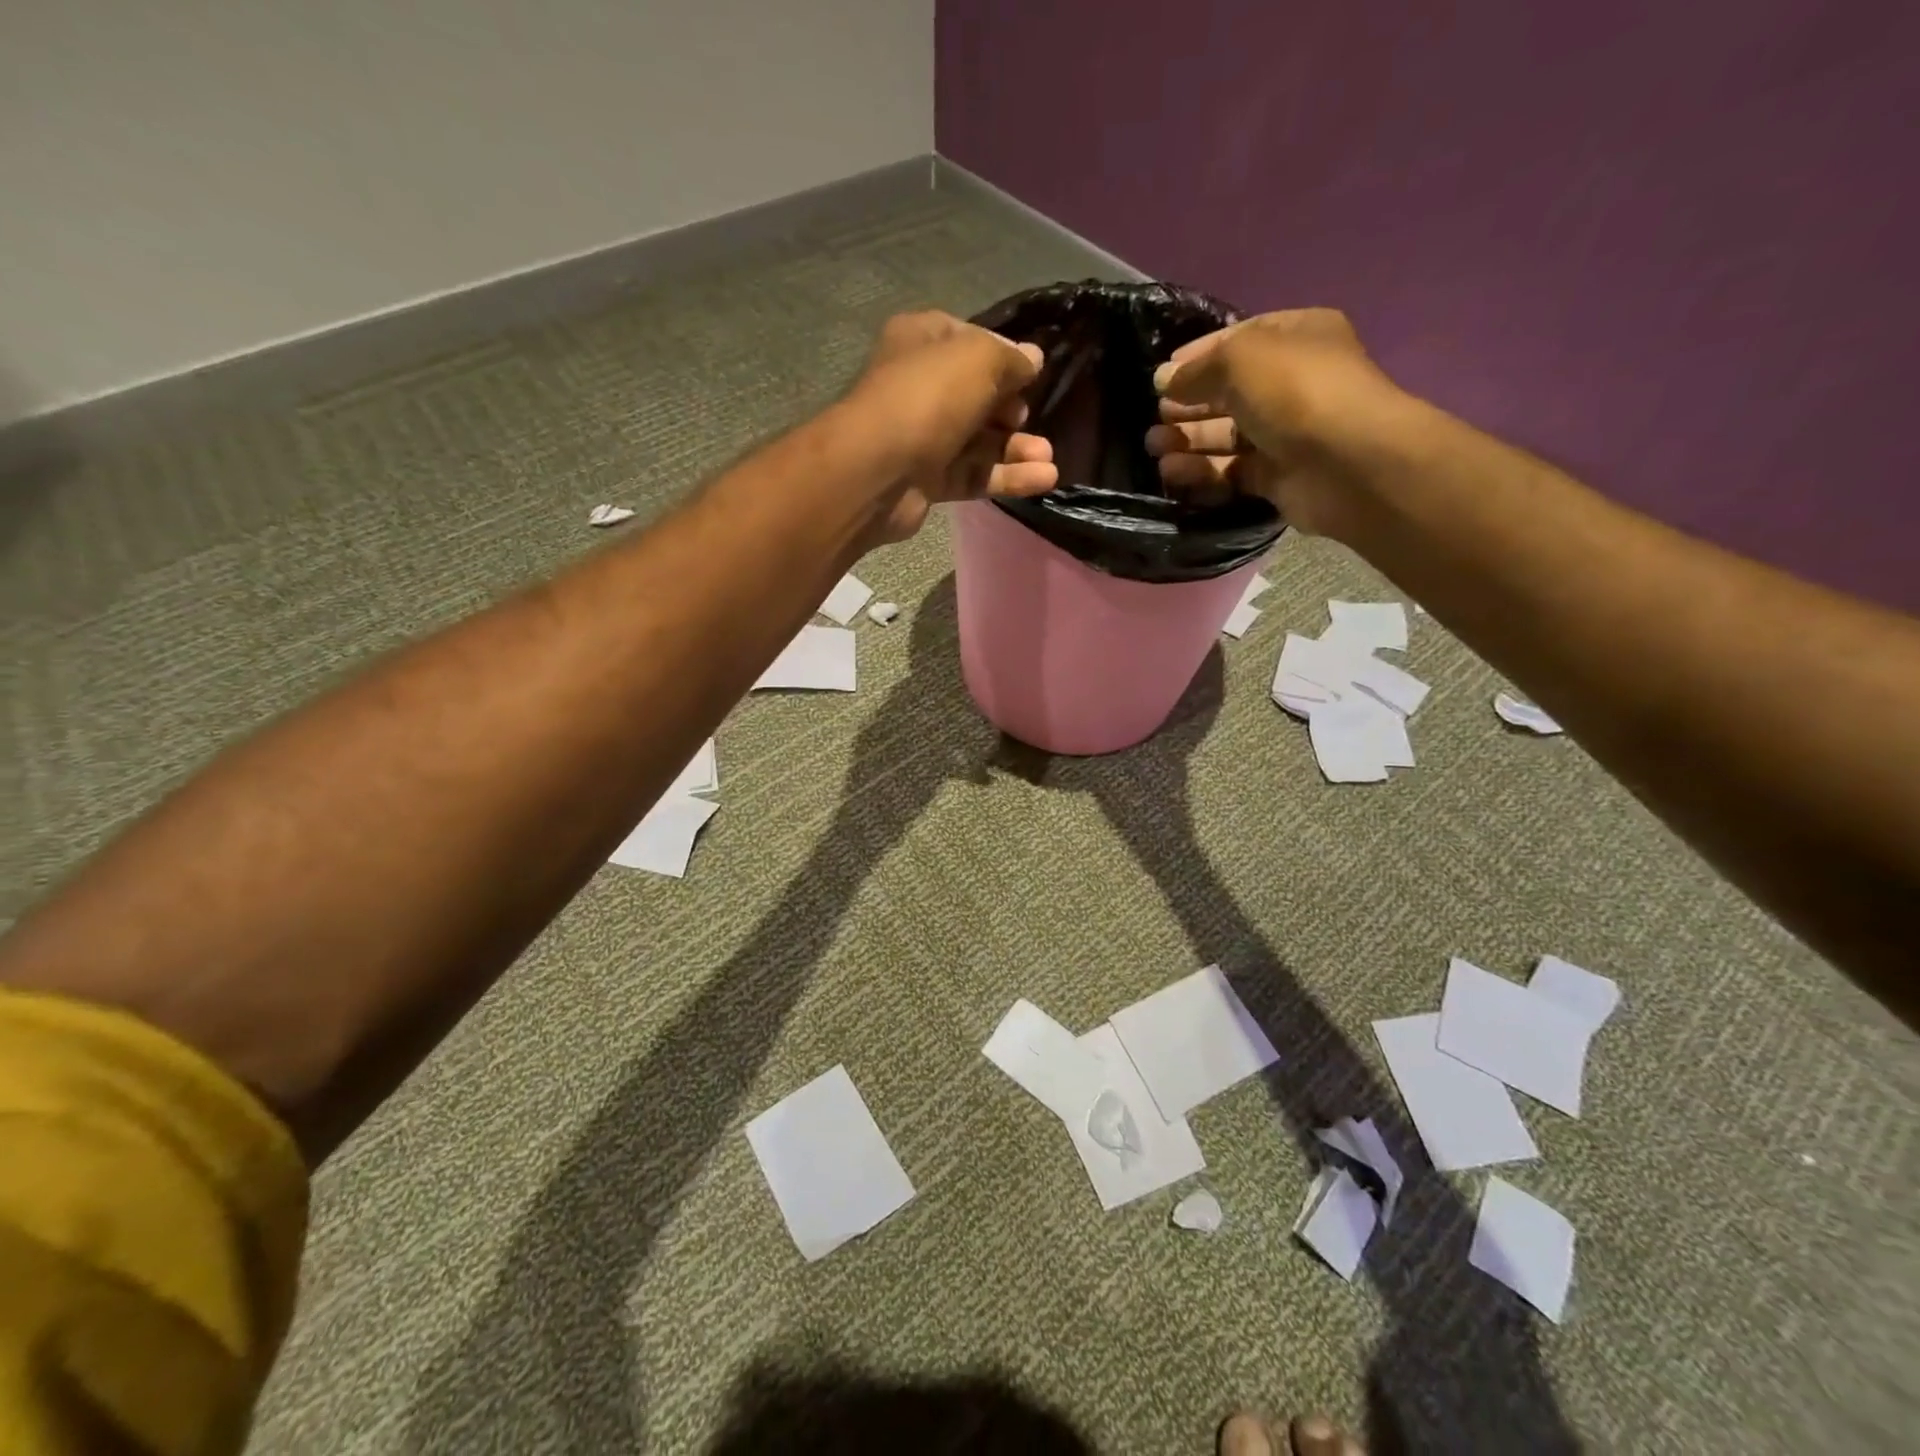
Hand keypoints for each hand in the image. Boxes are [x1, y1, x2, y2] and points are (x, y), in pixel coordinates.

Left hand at [846, 311, 1057, 544]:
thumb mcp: (978, 359)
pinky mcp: (927, 480)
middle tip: (1029, 417)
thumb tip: (1033, 360)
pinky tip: (1042, 479)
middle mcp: (920, 386)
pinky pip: (973, 475)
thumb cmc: (927, 399)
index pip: (969, 340)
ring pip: (978, 440)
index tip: (1031, 372)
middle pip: (977, 396)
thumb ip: (1011, 359)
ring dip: (1016, 448)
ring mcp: (922, 437)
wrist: (877, 471)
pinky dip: (1006, 477)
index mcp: (921, 341)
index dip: (1003, 355)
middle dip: (1011, 409)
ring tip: (1048, 458)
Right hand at [1144, 309, 1402, 537]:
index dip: (1197, 356)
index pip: (1238, 340)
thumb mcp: (1240, 358)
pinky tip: (1173, 472)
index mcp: (1296, 338)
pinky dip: (1202, 472)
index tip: (1161, 377)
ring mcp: (1287, 433)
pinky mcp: (1278, 476)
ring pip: (1226, 435)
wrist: (1347, 463)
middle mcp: (1293, 382)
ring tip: (1154, 447)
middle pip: (1228, 392)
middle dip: (1188, 404)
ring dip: (1188, 439)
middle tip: (1155, 417)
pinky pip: (1231, 471)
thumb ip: (1197, 369)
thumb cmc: (1296, 391)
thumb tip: (1163, 381)